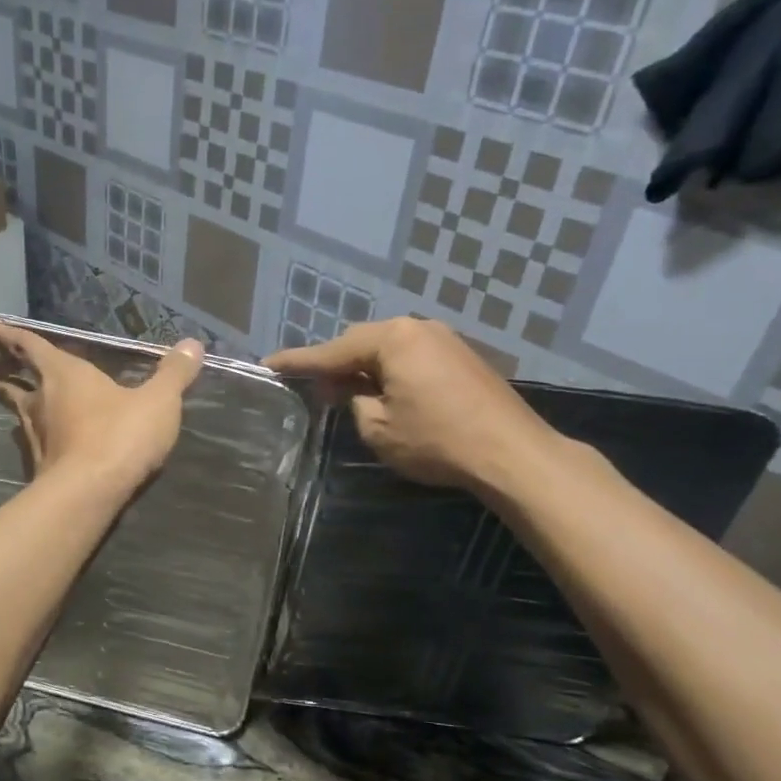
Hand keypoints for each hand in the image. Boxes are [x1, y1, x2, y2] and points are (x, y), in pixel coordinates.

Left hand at [0, 322, 204, 490]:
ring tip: (19, 402)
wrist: (91, 493)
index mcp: (64, 374)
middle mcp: (42, 401)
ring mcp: (36, 436)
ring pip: (18, 413)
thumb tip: (193, 344)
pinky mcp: (40, 466)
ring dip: (15, 404)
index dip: (6, 335)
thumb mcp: (158, 401)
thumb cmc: (121, 435)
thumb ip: (174, 373)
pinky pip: (32, 442)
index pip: (28, 346)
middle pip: (12, 382)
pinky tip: (45, 442)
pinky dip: (34, 435)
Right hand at [266, 318, 552, 490]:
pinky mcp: (462, 358)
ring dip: (365, 369)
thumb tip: (355, 391)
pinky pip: (412, 358)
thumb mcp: (379, 428)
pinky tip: (386, 394)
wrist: (511, 453)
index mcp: (393, 339)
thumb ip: (355, 403)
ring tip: (346, 393)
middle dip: (335, 364)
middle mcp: (418, 328)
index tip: (268, 363)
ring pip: (389, 350)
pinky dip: (392, 373)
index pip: (332, 350)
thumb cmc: (437, 440)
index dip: (298, 361)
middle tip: (312, 388)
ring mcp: (444, 340)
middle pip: (362, 343)